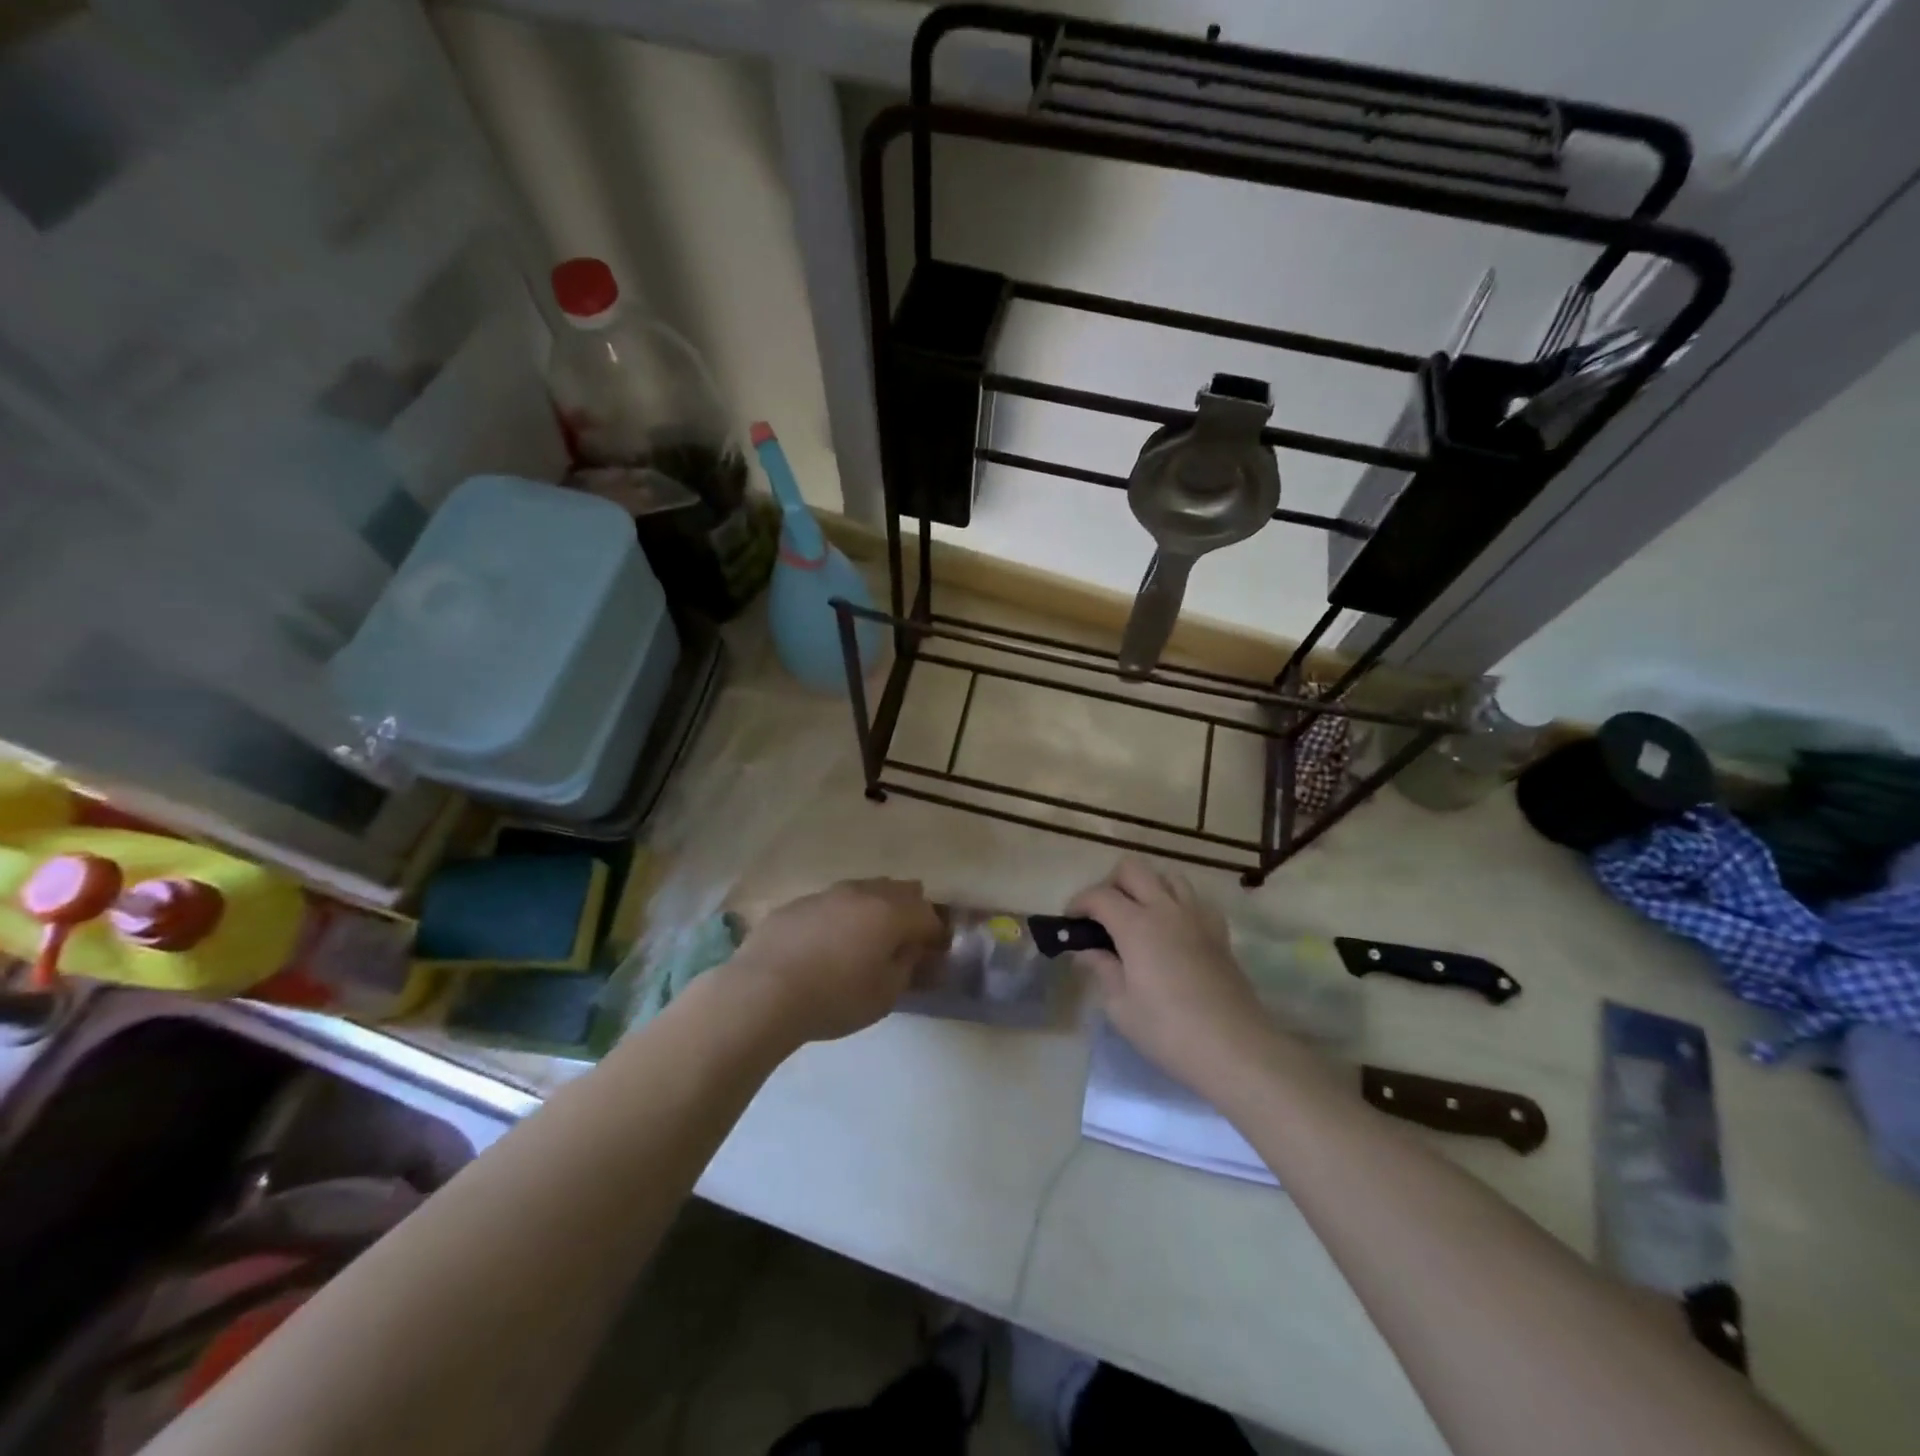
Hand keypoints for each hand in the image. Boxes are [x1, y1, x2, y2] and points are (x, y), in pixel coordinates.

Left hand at [729, 879, 944, 1044]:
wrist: (762, 992)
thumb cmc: (834, 998)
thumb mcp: (884, 995)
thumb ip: (907, 967)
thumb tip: (915, 952)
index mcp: (891, 913)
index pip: (928, 916)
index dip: (936, 936)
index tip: (934, 957)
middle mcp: (863, 893)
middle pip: (900, 891)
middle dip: (910, 912)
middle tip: (905, 941)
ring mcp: (827, 894)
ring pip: (864, 890)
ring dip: (874, 908)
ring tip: (867, 939)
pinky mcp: (797, 904)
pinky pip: (832, 903)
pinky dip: (841, 916)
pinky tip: (828, 943)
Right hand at [1068, 859, 1277, 1093]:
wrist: (1235, 1049)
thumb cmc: (1168, 1031)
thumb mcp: (1121, 1007)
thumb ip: (1102, 970)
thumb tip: (1086, 952)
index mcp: (1136, 925)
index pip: (1099, 895)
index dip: (1079, 903)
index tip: (1070, 922)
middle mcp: (1166, 909)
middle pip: (1133, 869)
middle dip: (1111, 884)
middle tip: (1102, 916)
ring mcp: (1197, 918)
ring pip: (1168, 876)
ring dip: (1148, 887)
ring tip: (1139, 918)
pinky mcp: (1219, 933)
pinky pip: (1195, 900)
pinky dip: (1178, 904)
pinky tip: (1173, 931)